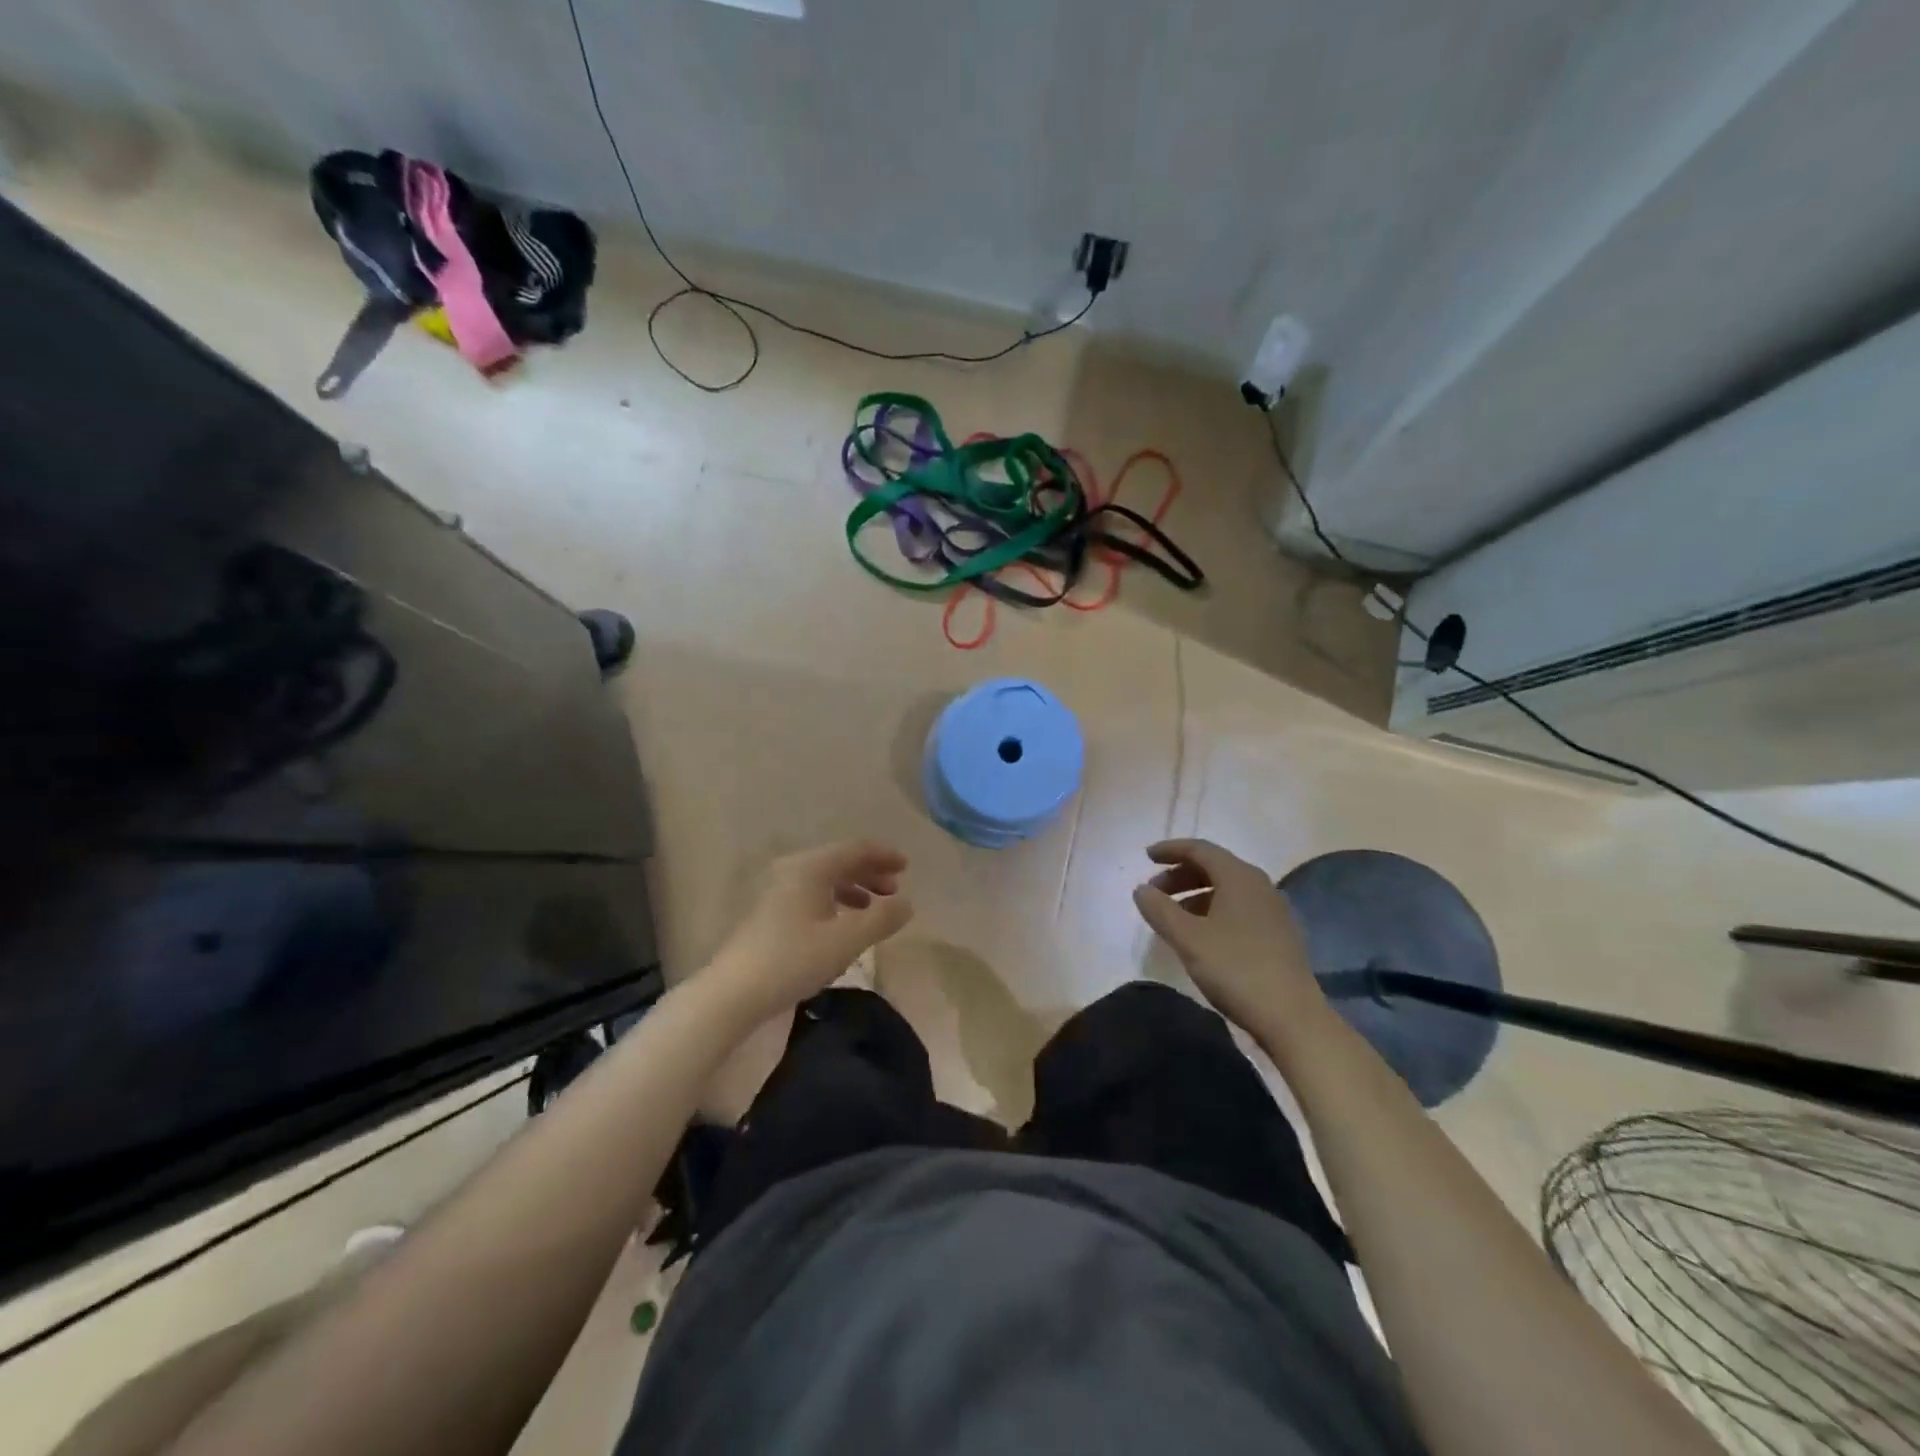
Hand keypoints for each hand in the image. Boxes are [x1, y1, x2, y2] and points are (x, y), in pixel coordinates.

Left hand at [705, 841, 913, 1024]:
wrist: (733, 992)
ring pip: (825, 879)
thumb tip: (907, 903)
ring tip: (874, 908)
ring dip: (854, 888)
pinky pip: (812, 893)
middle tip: (895, 890)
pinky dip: (835, 901)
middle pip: (839, 861)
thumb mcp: (846, 941)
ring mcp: (777, 890)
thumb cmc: (793, 959)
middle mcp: (793, 869)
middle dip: (870, 872)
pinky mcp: (769, 911)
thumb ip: (882, 919)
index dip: (884, 855)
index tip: (907, 867)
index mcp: (811, 867)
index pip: (855, 849)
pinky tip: (843, 924)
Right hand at [1132, 839, 1325, 1033]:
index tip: (1146, 857)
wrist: (1292, 1017)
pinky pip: (1239, 908)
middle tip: (1154, 892)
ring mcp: (1273, 910)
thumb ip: (1160, 910)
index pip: (1200, 849)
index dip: (1171, 850)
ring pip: (1227, 889)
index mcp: (1239, 877)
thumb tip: (1141, 889)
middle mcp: (1259, 885)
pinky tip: (1201, 935)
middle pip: (1214, 867)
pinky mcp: (1279, 934)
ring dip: (1195, 894)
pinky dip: (1213, 910)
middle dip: (1180, 875)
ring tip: (1172, 916)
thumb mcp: (1188, 939)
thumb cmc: (1236, 969)